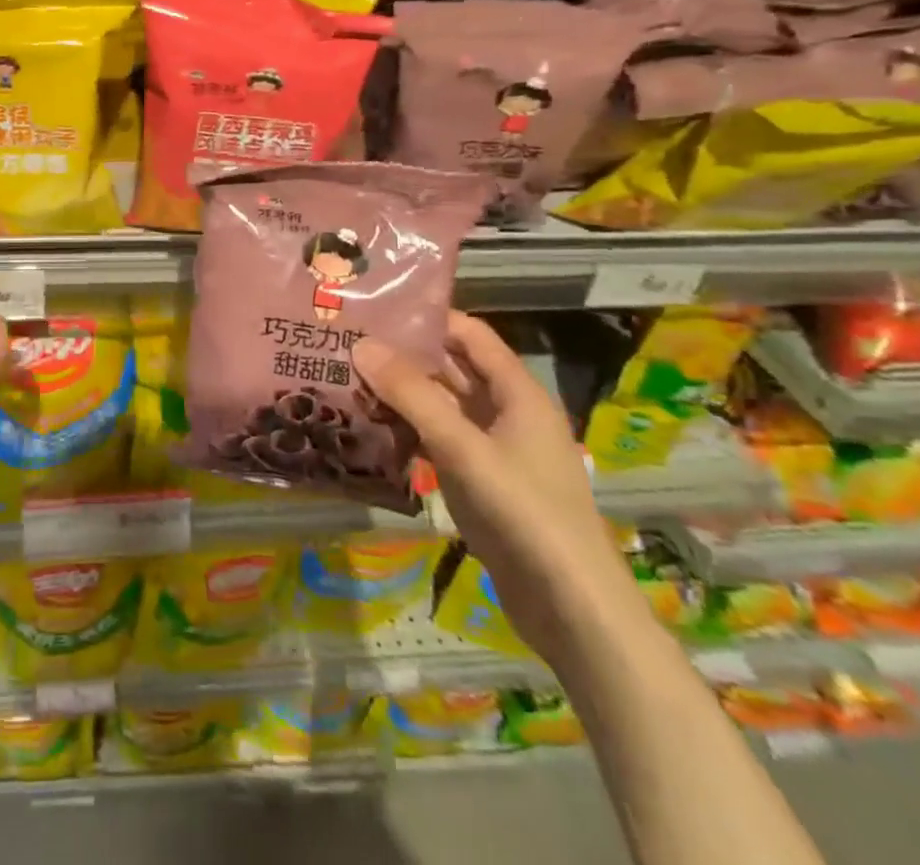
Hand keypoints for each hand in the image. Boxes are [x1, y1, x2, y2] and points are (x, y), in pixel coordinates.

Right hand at [352, 312, 648, 670]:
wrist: (572, 611)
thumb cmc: (524, 514)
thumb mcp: (463, 448)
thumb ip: (412, 395)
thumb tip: (362, 343)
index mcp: (518, 394)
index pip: (470, 335)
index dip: (428, 317)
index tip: (376, 308)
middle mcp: (506, 414)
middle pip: (452, 370)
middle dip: (405, 355)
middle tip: (348, 342)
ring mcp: (493, 451)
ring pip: (442, 408)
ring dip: (401, 395)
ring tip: (347, 378)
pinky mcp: (480, 483)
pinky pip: (439, 442)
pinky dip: (408, 431)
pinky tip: (368, 429)